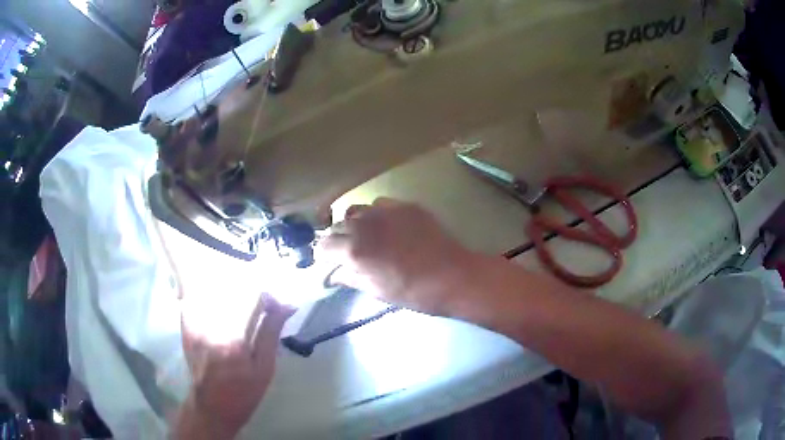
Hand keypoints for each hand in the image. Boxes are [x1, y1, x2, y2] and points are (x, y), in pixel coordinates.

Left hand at [174, 293, 294, 439]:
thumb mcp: (265, 368)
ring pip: (213, 286)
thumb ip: (271, 332)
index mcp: (234, 339)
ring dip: (231, 287)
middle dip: (249, 285)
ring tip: (243, 300)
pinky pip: (197, 294)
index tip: (276, 304)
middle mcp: (210, 324)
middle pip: (230, 286)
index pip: (251, 296)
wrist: (211, 406)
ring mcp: (194, 321)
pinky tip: (222, 302)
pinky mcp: (186, 322)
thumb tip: (288, 305)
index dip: (267, 294)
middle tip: (261, 301)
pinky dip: (211, 292)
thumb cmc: (243, 393)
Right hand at [319, 198, 481, 316]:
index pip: (323, 245)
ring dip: (355, 223)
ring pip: (357, 210)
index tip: (330, 261)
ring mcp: (386, 211)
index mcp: (355, 250)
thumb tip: (332, 274)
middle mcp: (365, 225)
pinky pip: (380, 204)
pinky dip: (377, 214)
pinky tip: (388, 226)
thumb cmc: (413, 291)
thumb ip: (350, 278)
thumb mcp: (377, 291)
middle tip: (348, 251)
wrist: (453, 276)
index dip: (324, 254)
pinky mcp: (405, 205)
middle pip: (337, 225)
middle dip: (338, 238)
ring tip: (367, 235)